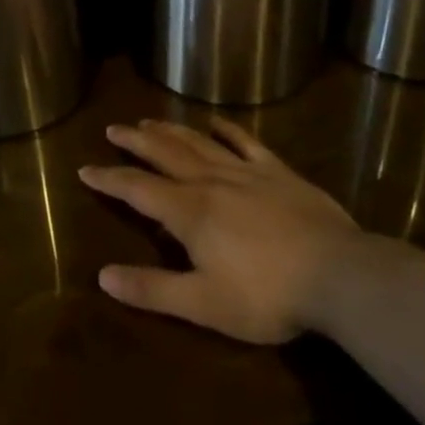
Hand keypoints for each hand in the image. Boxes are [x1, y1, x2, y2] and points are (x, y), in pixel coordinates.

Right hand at [81, 119, 363, 343]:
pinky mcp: (278, 172)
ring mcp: (246, 173)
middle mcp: (210, 181)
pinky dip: (227, 130)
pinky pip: (246, 143)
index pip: (137, 189)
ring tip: (150, 120)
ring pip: (198, 143)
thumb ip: (152, 289)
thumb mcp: (203, 304)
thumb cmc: (266, 294)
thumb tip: (103, 276)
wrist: (339, 275)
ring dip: (171, 130)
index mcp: (188, 212)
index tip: (85, 168)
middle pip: (164, 154)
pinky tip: (215, 122)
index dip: (109, 179)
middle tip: (114, 129)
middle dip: (136, 141)